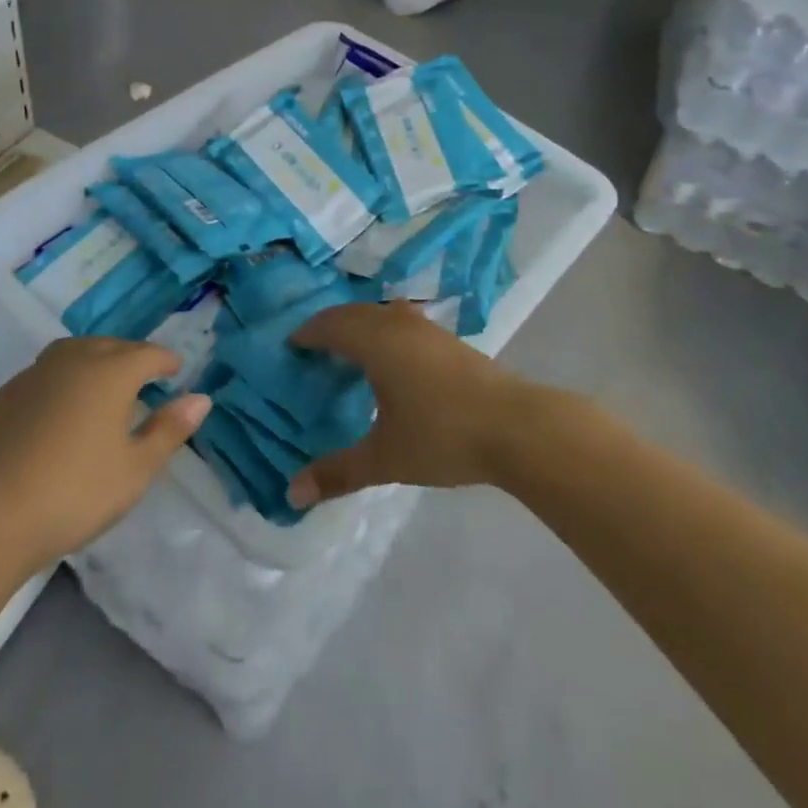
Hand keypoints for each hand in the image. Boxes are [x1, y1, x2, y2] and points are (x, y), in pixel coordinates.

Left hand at [0, 338, 210, 566]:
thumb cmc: (73, 493)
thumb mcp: (134, 470)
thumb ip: (168, 430)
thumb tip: (201, 398)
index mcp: (109, 372)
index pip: (148, 354)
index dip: (166, 361)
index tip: (176, 371)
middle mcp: (72, 361)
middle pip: (110, 345)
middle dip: (131, 356)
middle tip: (144, 379)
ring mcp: (32, 375)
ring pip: (73, 352)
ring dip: (94, 360)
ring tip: (103, 387)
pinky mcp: (3, 396)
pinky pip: (45, 373)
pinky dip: (63, 380)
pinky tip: (60, 411)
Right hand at [286, 302, 522, 507]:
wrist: (518, 427)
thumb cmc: (443, 435)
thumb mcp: (385, 458)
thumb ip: (338, 472)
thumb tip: (292, 494)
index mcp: (376, 341)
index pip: (330, 325)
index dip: (307, 333)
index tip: (289, 346)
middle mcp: (398, 324)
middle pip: (354, 313)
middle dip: (329, 325)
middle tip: (312, 347)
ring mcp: (428, 329)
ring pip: (382, 313)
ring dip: (360, 324)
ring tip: (348, 349)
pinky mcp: (450, 340)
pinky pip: (402, 322)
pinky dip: (383, 330)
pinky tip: (391, 359)